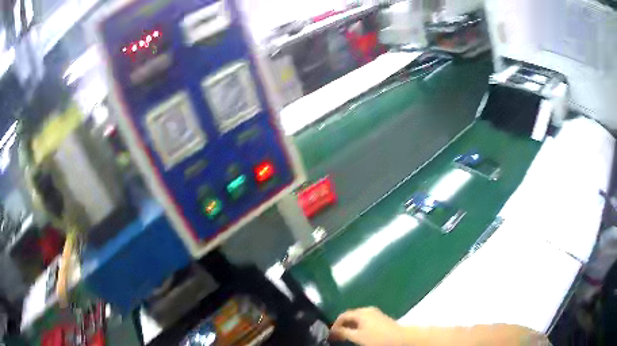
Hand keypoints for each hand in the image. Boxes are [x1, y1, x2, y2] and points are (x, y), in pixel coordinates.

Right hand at [330, 307, 408, 345]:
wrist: (401, 338)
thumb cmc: (378, 338)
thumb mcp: (358, 337)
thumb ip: (343, 333)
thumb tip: (332, 331)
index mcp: (361, 312)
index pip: (342, 315)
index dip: (334, 325)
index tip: (330, 334)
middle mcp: (367, 309)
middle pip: (350, 316)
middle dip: (342, 325)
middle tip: (337, 336)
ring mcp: (375, 313)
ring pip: (358, 318)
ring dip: (351, 326)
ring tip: (347, 336)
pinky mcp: (381, 318)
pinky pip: (365, 320)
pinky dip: (359, 326)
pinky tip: (359, 334)